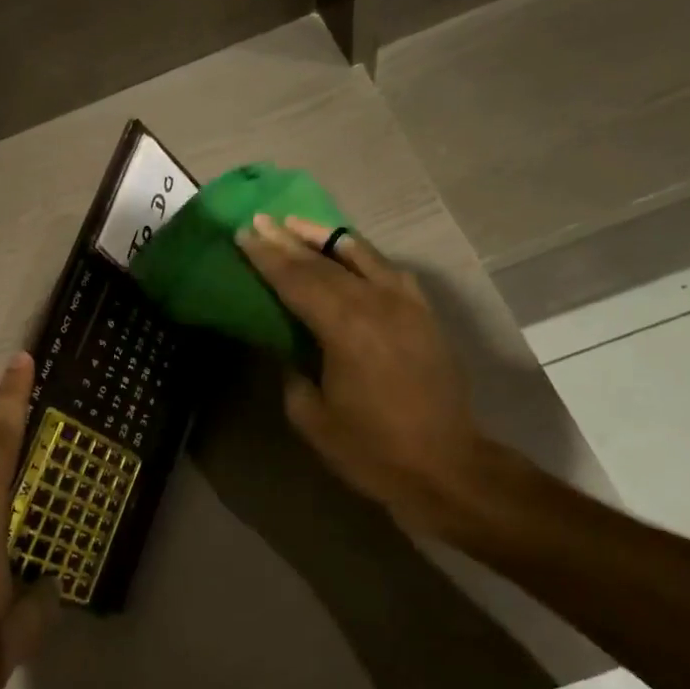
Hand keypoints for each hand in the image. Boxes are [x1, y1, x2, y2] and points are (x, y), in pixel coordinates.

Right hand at [234, 214, 488, 530]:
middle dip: (288, 241)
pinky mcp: (424, 315)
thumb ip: (292, 372)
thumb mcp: (312, 417)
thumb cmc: (371, 449)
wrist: (446, 467)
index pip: (297, 281)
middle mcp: (377, 305)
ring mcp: (406, 306)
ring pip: (361, 256)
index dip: (267, 257)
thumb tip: (286, 347)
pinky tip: (350, 252)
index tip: (244, 234)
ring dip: (326, 238)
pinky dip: (363, 256)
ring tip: (297, 223)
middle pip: (324, 263)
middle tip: (260, 221)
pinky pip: (389, 271)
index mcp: (344, 329)